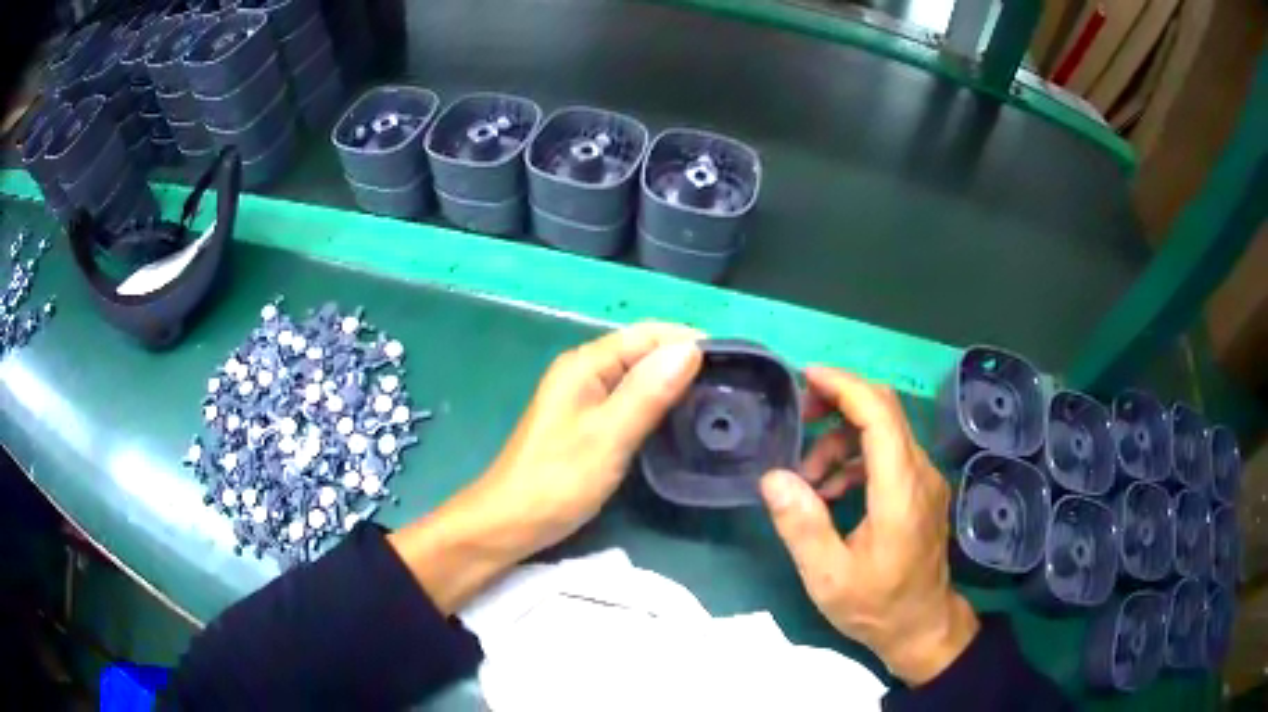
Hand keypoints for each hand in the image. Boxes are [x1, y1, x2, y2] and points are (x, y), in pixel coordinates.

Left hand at [390, 323, 702, 612]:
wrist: (510, 523)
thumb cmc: (556, 480)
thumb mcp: (608, 436)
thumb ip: (648, 392)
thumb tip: (691, 349)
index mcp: (585, 364)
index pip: (647, 334)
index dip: (689, 340)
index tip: (734, 361)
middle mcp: (585, 372)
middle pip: (644, 353)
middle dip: (686, 363)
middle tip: (733, 386)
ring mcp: (586, 399)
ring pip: (640, 379)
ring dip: (676, 385)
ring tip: (718, 401)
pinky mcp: (589, 424)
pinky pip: (632, 403)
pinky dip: (659, 406)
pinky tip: (683, 421)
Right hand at [759, 367, 978, 684]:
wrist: (923, 628)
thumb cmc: (877, 607)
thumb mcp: (829, 578)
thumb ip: (801, 526)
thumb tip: (773, 477)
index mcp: (900, 490)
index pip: (879, 415)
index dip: (844, 386)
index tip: (805, 377)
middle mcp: (920, 473)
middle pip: (885, 410)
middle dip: (838, 401)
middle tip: (797, 419)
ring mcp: (924, 480)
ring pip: (884, 431)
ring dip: (840, 440)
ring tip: (806, 479)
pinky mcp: (921, 490)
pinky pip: (888, 455)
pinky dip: (854, 460)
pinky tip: (830, 493)